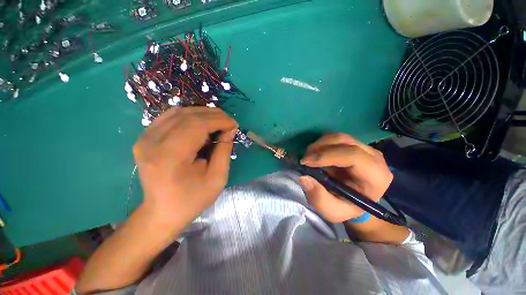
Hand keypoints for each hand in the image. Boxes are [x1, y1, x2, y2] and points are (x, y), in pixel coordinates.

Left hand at [133, 107, 237, 225]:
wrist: (162, 212)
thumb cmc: (192, 199)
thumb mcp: (217, 178)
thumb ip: (224, 151)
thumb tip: (230, 130)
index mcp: (170, 156)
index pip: (197, 125)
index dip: (219, 120)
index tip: (234, 125)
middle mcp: (152, 142)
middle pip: (187, 115)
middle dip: (213, 115)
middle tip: (229, 122)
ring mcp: (144, 138)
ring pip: (178, 112)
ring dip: (202, 113)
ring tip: (218, 122)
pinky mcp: (145, 138)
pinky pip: (170, 117)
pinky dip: (189, 116)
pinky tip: (201, 124)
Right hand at [298, 133, 392, 222]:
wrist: (355, 200)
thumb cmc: (346, 207)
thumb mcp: (333, 211)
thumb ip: (319, 198)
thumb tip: (303, 177)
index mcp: (376, 176)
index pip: (353, 156)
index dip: (327, 156)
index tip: (306, 162)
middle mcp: (374, 157)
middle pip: (344, 141)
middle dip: (319, 148)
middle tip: (304, 159)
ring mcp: (365, 148)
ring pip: (338, 137)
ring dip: (318, 145)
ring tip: (308, 157)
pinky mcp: (355, 144)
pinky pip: (336, 138)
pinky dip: (321, 144)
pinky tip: (315, 154)